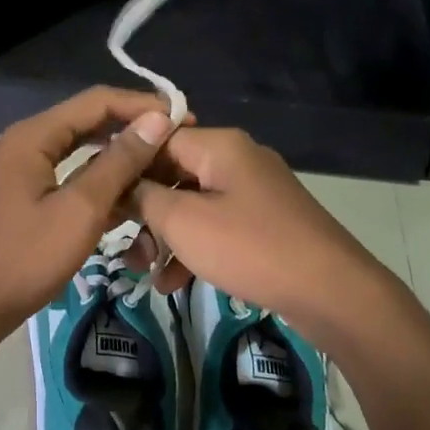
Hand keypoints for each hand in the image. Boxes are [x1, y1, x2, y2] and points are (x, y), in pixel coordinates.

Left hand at [0, 87, 176, 339]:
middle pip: (88, 122)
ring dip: (118, 158)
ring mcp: (22, 171)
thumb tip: (157, 120)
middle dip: (132, 130)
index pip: (96, 102)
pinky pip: (69, 176)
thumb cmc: (25, 258)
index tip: (184, 120)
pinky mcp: (25, 196)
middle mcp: (25, 144)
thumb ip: (118, 163)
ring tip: (160, 168)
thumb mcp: (80, 210)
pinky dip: (98, 182)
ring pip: (80, 151)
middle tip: (176, 143)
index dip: (141, 106)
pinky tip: (129, 198)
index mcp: (32, 137)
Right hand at [131, 127, 410, 354]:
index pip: (156, 138)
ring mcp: (254, 192)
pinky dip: (193, 249)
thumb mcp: (183, 221)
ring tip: (144, 272)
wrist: (331, 291)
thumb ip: (144, 196)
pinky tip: (173, 283)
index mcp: (218, 145)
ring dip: (164, 236)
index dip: (124, 165)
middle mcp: (236, 159)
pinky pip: (216, 226)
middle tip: (120, 243)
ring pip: (192, 204)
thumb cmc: (249, 247)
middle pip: (173, 173)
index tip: (98, 196)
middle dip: (143, 210)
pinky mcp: (264, 222)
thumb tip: (122, 183)